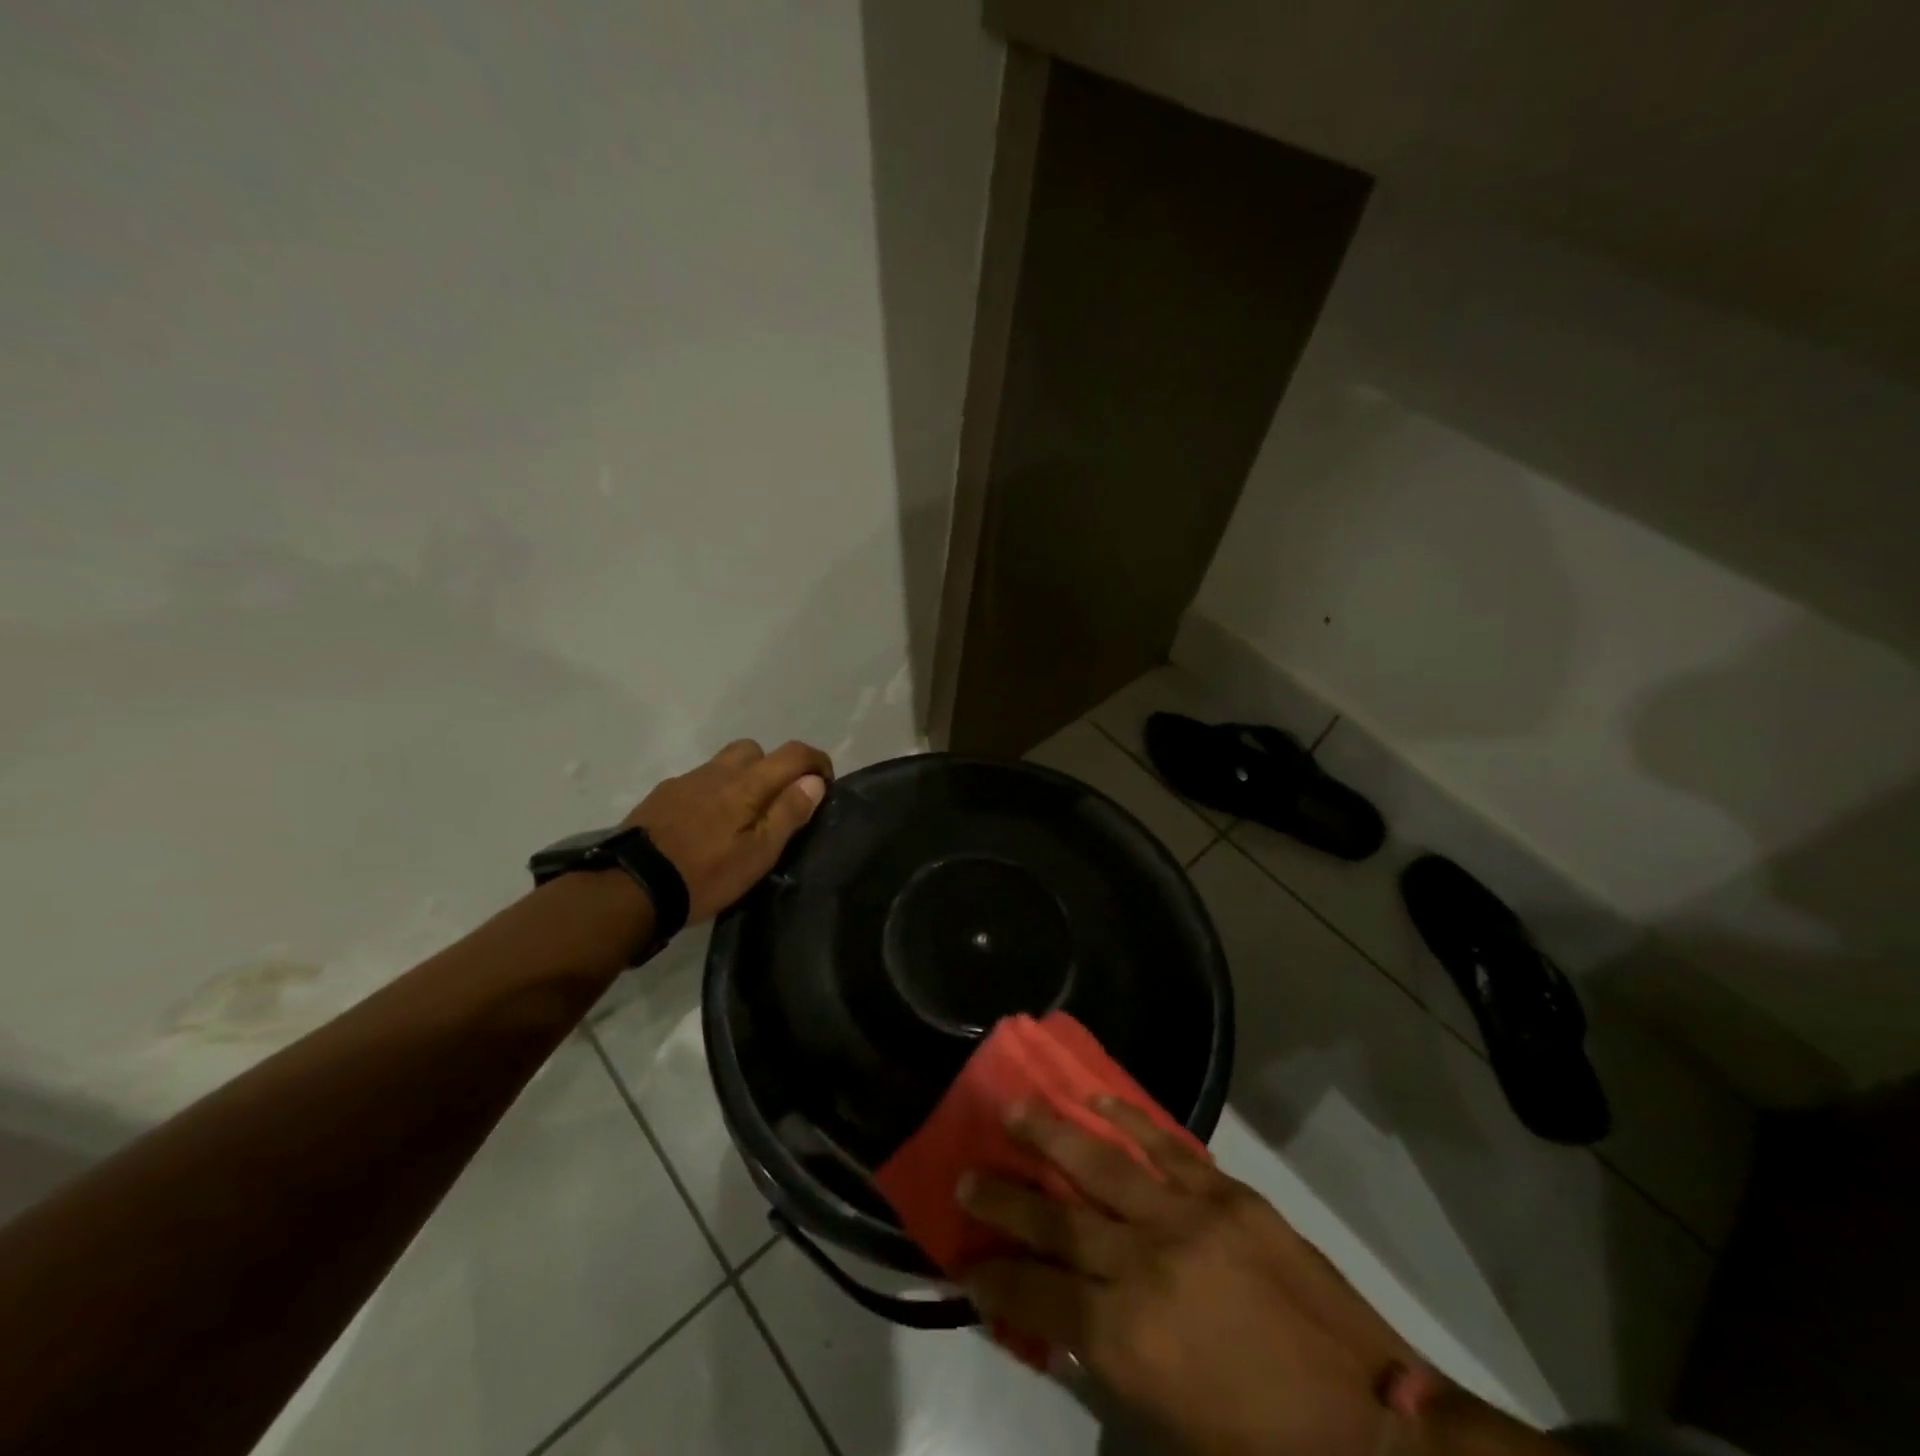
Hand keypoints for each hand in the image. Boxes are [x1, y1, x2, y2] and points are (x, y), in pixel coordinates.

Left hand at [623, 739, 832, 922]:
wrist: (631, 887)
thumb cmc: (706, 874)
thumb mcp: (759, 853)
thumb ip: (788, 813)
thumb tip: (814, 781)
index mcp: (747, 783)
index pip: (793, 753)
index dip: (816, 762)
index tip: (825, 784)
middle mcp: (717, 771)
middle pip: (754, 750)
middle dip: (774, 767)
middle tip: (777, 803)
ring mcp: (685, 781)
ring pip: (723, 765)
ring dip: (741, 779)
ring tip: (740, 818)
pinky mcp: (661, 796)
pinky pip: (698, 782)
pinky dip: (713, 794)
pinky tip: (705, 826)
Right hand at [959, 1100, 1422, 1455]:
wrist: (1373, 1427)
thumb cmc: (1263, 1447)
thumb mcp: (1169, 1428)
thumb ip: (1108, 1363)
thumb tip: (1062, 1315)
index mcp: (1127, 1338)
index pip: (1036, 1296)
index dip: (994, 1278)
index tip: (965, 1257)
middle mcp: (1144, 1264)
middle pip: (1055, 1219)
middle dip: (1003, 1197)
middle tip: (966, 1173)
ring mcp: (1187, 1218)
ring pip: (1101, 1164)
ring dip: (1051, 1134)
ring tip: (1014, 1107)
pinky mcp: (1227, 1194)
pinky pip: (1165, 1145)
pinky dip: (1127, 1120)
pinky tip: (1096, 1100)